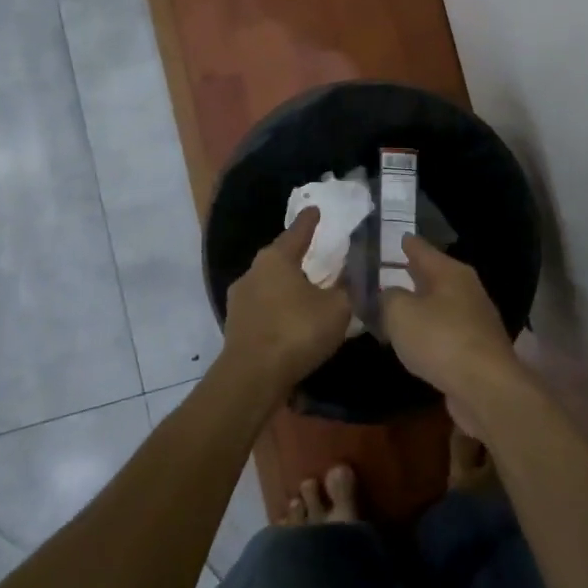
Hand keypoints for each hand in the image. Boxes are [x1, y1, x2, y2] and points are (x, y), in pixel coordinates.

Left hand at [222, 208, 354, 396]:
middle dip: (296, 256)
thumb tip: (351, 278)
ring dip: (286, 286)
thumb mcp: (337, 308)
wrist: (252, 377)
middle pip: (279, 258)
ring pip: (269, 284)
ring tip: (306, 292)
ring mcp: (240, 300)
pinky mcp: (236, 326)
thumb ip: (346, 289)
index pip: (297, 232)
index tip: (315, 209)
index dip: (309, 221)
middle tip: (315, 255)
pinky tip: (291, 320)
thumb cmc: (297, 331)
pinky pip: (263, 308)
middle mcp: (253, 272)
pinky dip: (278, 309)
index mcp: (276, 259)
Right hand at [381, 237, 520, 428]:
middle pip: (433, 276)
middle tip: (385, 273)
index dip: (405, 243)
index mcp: (450, 272)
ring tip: (394, 307)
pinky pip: (444, 331)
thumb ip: (387, 298)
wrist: (485, 388)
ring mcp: (474, 319)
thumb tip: (388, 295)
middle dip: (411, 274)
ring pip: (439, 304)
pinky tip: (414, 340)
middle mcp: (466, 289)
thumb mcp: (400, 313)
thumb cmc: (440, 340)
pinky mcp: (476, 348)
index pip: (421, 248)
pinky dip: (428, 332)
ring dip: (419, 305)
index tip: (393, 236)